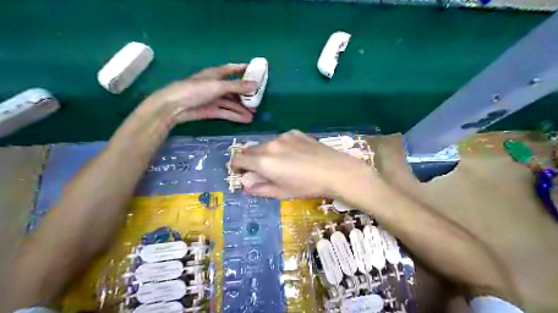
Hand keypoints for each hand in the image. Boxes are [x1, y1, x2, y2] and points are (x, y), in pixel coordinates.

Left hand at [142, 63, 258, 123]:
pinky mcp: (211, 111)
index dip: (242, 69)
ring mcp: (213, 99)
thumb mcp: (218, 86)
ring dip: (242, 108)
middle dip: (245, 95)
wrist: (175, 106)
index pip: (231, 69)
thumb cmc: (195, 90)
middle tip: (258, 100)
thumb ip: (237, 86)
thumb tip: (255, 85)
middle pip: (234, 89)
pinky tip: (245, 120)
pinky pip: (226, 112)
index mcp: (215, 74)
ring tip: (254, 115)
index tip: (255, 72)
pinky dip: (235, 116)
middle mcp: (215, 86)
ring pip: (231, 103)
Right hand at [231, 130, 373, 197]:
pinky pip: (281, 139)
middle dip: (251, 160)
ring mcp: (283, 136)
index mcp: (263, 161)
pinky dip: (280, 147)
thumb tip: (246, 184)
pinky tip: (295, 155)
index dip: (236, 166)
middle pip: (251, 150)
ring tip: (282, 163)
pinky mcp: (295, 132)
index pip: (239, 159)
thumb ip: (259, 188)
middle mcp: (270, 145)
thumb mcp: (282, 192)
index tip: (240, 172)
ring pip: (266, 144)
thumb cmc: (307, 186)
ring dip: (266, 153)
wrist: (335, 170)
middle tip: (262, 171)